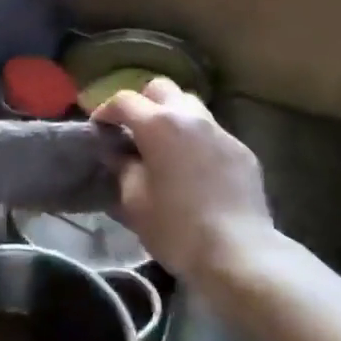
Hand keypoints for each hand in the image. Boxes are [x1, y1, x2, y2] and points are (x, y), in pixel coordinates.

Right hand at [94, 79, 274, 291]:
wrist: (238, 252)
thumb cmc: (176, 228)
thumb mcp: (134, 201)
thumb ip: (122, 168)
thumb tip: (117, 153)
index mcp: (159, 125)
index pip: (124, 101)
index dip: (106, 111)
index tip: (99, 129)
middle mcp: (191, 117)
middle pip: (161, 89)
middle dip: (143, 103)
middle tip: (133, 131)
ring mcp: (221, 132)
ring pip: (191, 106)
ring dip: (172, 117)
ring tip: (165, 146)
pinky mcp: (242, 151)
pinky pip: (212, 133)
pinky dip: (196, 140)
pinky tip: (194, 169)